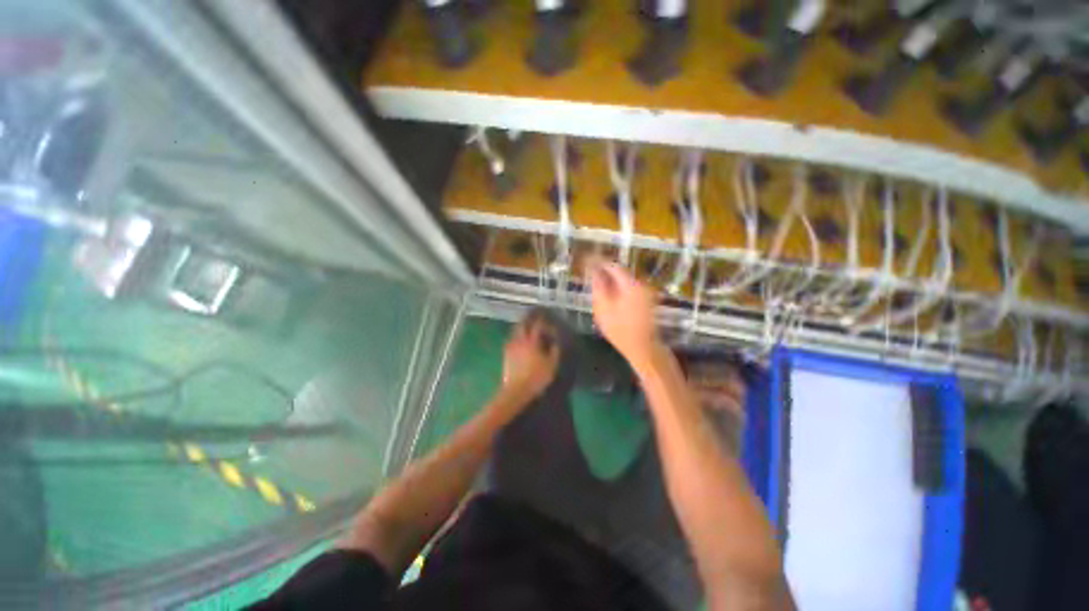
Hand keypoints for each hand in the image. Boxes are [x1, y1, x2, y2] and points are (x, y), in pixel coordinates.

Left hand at [501, 317, 559, 401]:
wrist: (516, 392)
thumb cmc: (537, 378)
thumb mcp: (552, 365)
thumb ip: (555, 351)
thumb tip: (556, 341)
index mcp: (533, 342)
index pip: (538, 325)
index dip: (543, 319)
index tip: (547, 314)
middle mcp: (521, 341)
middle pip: (523, 325)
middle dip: (529, 318)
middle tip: (534, 313)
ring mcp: (512, 348)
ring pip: (515, 331)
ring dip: (521, 325)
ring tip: (526, 323)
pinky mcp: (506, 355)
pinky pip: (511, 339)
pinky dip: (515, 335)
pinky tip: (517, 338)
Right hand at [587, 259, 659, 366]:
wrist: (643, 348)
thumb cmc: (620, 329)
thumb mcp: (603, 308)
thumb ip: (598, 287)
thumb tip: (593, 270)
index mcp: (630, 284)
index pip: (612, 266)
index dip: (599, 263)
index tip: (587, 263)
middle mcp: (641, 284)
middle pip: (620, 272)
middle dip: (605, 272)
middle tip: (590, 275)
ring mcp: (645, 293)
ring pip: (625, 281)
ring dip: (611, 281)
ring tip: (597, 286)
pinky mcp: (646, 301)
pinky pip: (629, 289)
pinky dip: (618, 289)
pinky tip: (610, 297)